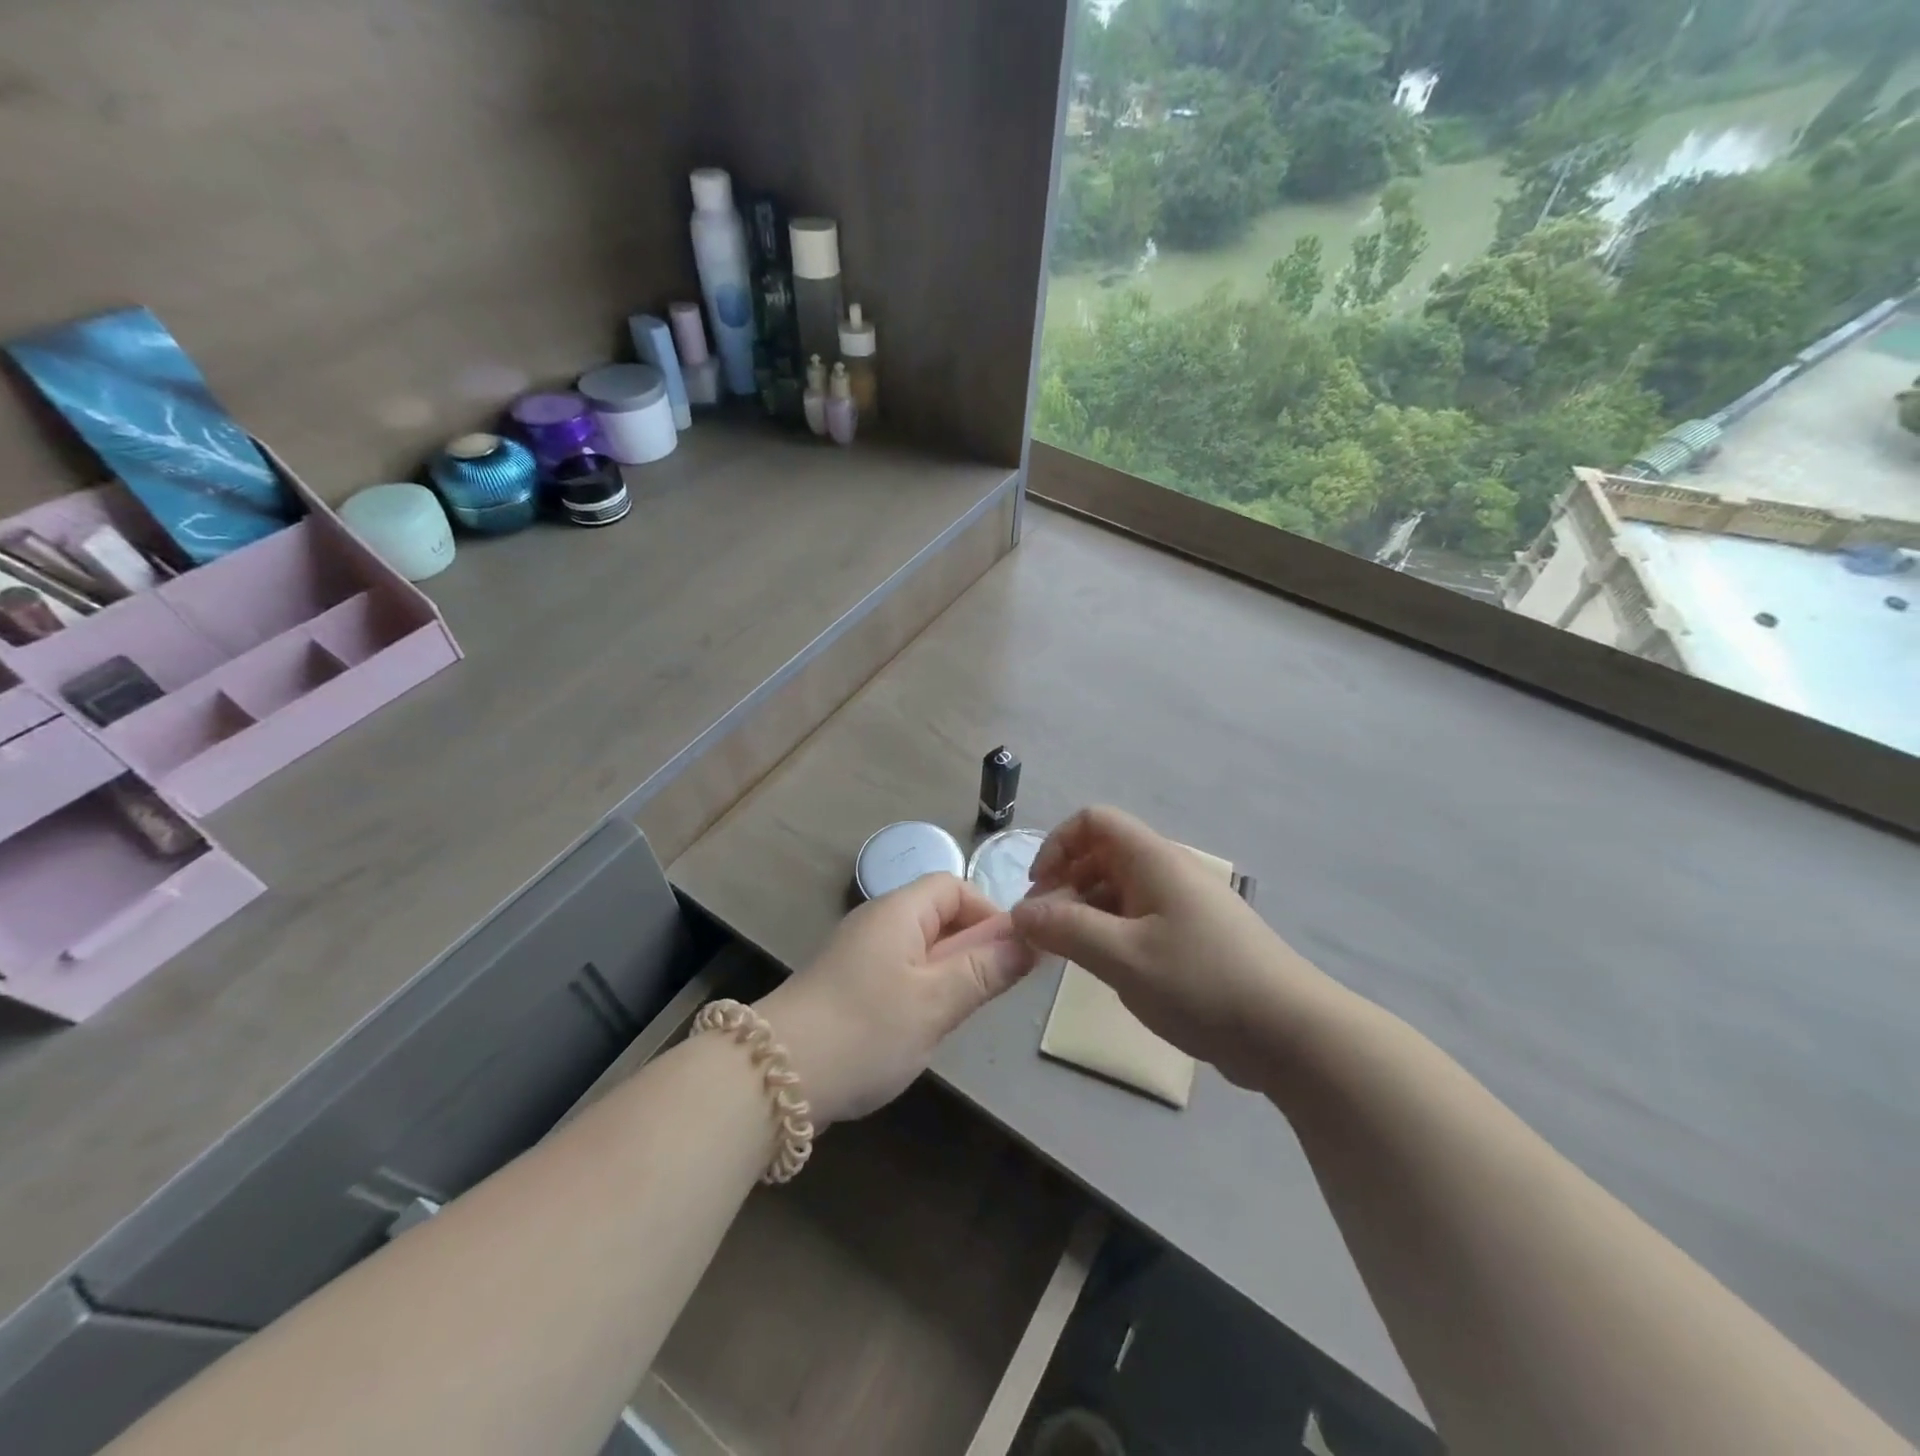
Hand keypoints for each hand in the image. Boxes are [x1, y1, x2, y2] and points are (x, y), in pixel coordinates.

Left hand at [755, 874, 1037, 1125]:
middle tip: (988, 993)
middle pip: (938, 917)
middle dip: (971, 949)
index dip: (988, 913)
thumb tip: (1030, 939)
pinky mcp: (845, 988)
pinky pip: (897, 975)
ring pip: (919, 950)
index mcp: (898, 911)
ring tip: (956, 1016)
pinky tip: (920, 1031)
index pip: (954, 887)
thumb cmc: (866, 1029)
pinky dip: (919, 994)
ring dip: (947, 976)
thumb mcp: (937, 1001)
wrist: (774, 1076)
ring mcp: (858, 956)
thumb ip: (986, 969)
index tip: (1010, 955)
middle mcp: (877, 923)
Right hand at [1010, 806, 1340, 1090]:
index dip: (1057, 844)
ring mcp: (1185, 904)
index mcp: (1153, 860)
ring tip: (1070, 953)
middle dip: (1066, 883)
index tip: (1038, 889)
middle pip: (1103, 854)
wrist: (1290, 1033)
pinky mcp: (1195, 936)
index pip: (1094, 821)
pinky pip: (1140, 917)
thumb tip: (1020, 912)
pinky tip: (1108, 968)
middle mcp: (1169, 871)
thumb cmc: (1201, 983)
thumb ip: (1065, 929)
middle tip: (1046, 930)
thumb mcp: (1122, 957)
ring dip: (1087, 911)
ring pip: (1120, 889)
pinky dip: (1112, 931)